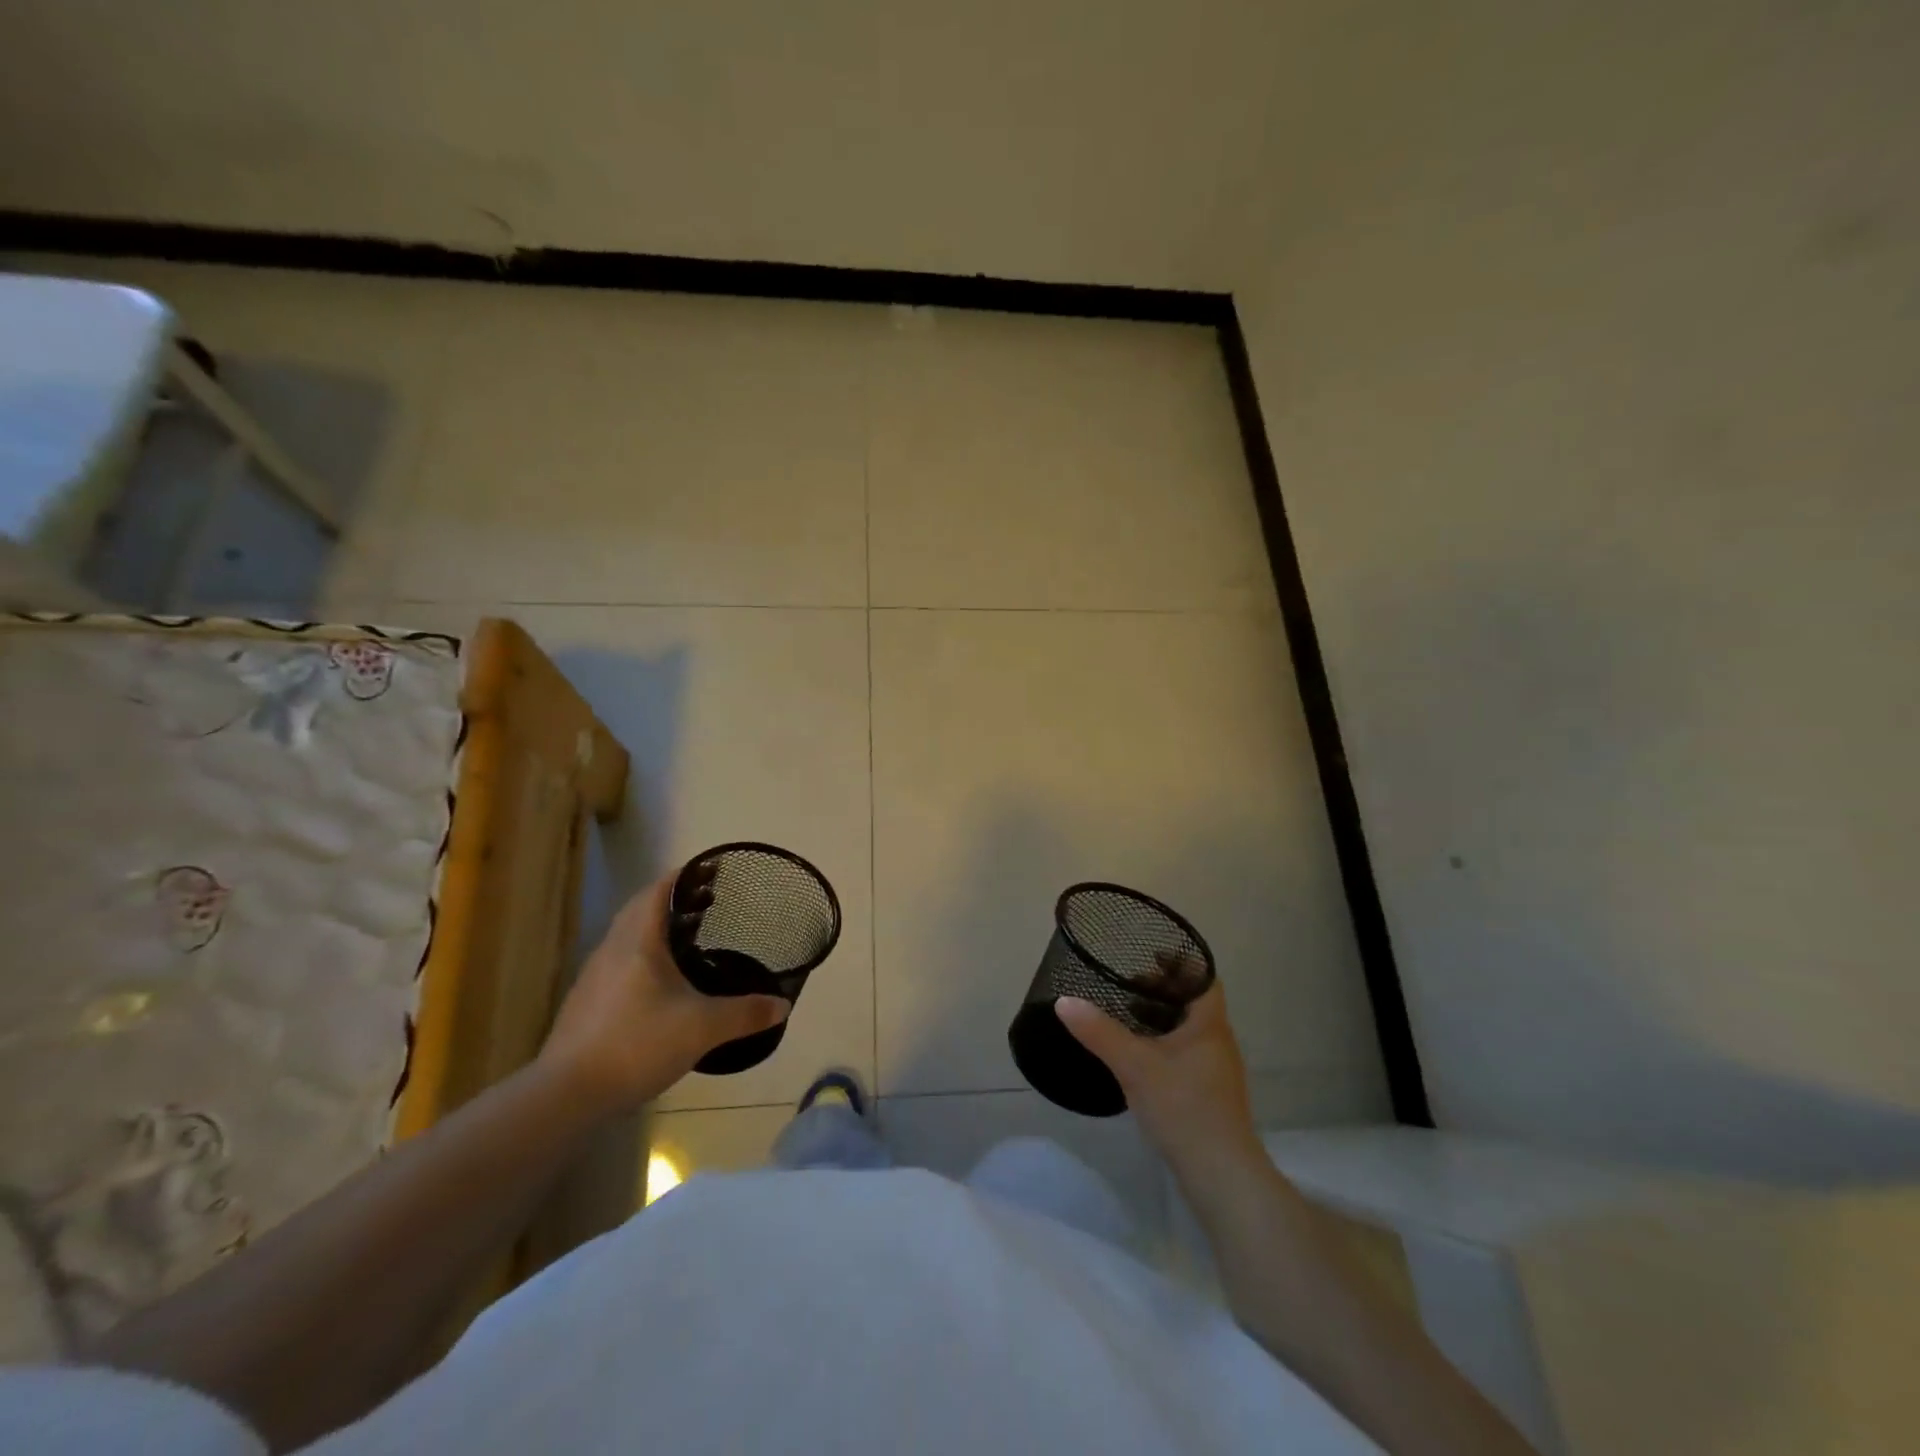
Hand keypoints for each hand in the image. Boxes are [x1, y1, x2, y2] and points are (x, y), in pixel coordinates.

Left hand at [539, 874, 787, 1113]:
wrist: (566, 1095)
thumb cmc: (637, 1044)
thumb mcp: (702, 1028)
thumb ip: (745, 1013)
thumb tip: (782, 1005)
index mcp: (638, 940)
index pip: (659, 889)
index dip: (686, 876)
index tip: (713, 872)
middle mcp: (612, 948)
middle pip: (642, 908)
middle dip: (675, 900)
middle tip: (710, 903)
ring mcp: (594, 976)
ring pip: (628, 936)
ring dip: (657, 928)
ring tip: (691, 939)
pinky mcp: (586, 1003)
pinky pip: (620, 962)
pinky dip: (644, 956)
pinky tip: (661, 983)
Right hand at [1056, 981, 1261, 1178]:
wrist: (1221, 1176)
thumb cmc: (1184, 1108)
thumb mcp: (1135, 1066)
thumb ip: (1099, 1032)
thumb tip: (1064, 1001)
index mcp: (1209, 1024)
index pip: (1203, 977)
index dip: (1179, 961)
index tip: (1148, 953)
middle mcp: (1218, 1041)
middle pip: (1193, 1001)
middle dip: (1162, 989)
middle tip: (1127, 985)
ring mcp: (1216, 1070)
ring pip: (1188, 1029)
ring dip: (1161, 1018)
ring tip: (1126, 1016)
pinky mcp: (1209, 1094)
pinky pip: (1186, 1053)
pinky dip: (1163, 1044)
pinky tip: (1138, 1057)